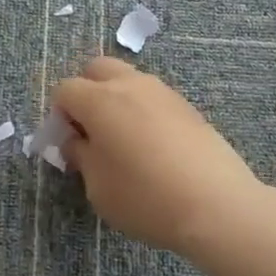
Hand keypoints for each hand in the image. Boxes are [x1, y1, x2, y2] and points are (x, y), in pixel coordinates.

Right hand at [52, 58, 266, 256]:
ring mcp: (163, 92)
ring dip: (117, 99)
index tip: (69, 143)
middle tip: (91, 130)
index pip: (65, 89)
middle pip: (97, 69)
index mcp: (99, 100)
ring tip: (124, 140)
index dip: (60, 114)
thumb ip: (81, 156)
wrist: (215, 205)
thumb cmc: (144, 198)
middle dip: (86, 92)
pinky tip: (153, 147)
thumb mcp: (97, 186)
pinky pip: (153, 97)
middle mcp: (130, 84)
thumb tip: (76, 141)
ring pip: (129, 79)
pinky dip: (143, 111)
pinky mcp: (187, 106)